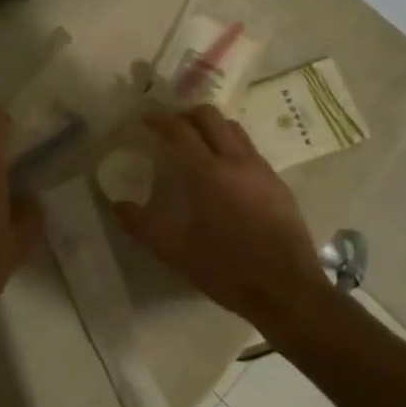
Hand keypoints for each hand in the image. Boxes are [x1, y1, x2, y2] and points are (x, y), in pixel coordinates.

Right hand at [113, 107, 328, 326]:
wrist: (287, 291)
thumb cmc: (227, 271)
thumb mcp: (176, 253)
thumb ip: (143, 225)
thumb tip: (118, 205)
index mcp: (208, 175)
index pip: (181, 130)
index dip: (160, 120)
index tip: (146, 120)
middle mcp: (236, 162)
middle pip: (210, 116)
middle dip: (187, 115)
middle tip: (171, 129)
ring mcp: (261, 170)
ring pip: (234, 129)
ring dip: (212, 127)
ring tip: (198, 144)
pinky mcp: (278, 184)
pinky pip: (251, 150)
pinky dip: (231, 146)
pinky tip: (224, 173)